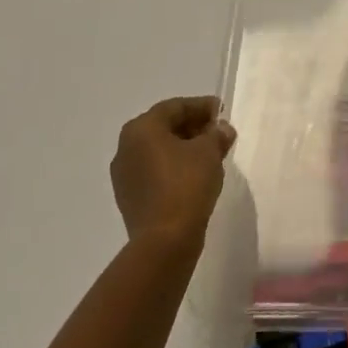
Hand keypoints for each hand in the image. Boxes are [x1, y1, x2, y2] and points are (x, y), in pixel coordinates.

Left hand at [110, 96, 236, 252]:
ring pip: (159, 150)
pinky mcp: (130, 198)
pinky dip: (175, 167)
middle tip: (218, 132)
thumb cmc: (186, 184)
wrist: (165, 241)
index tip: (222, 112)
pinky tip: (196, 174)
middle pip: (164, 127)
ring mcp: (125, 175)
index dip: (201, 106)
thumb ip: (216, 133)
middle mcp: (126, 147)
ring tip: (211, 154)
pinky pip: (155, 171)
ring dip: (185, 148)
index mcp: (141, 129)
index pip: (175, 107)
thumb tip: (221, 130)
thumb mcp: (209, 150)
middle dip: (194, 127)